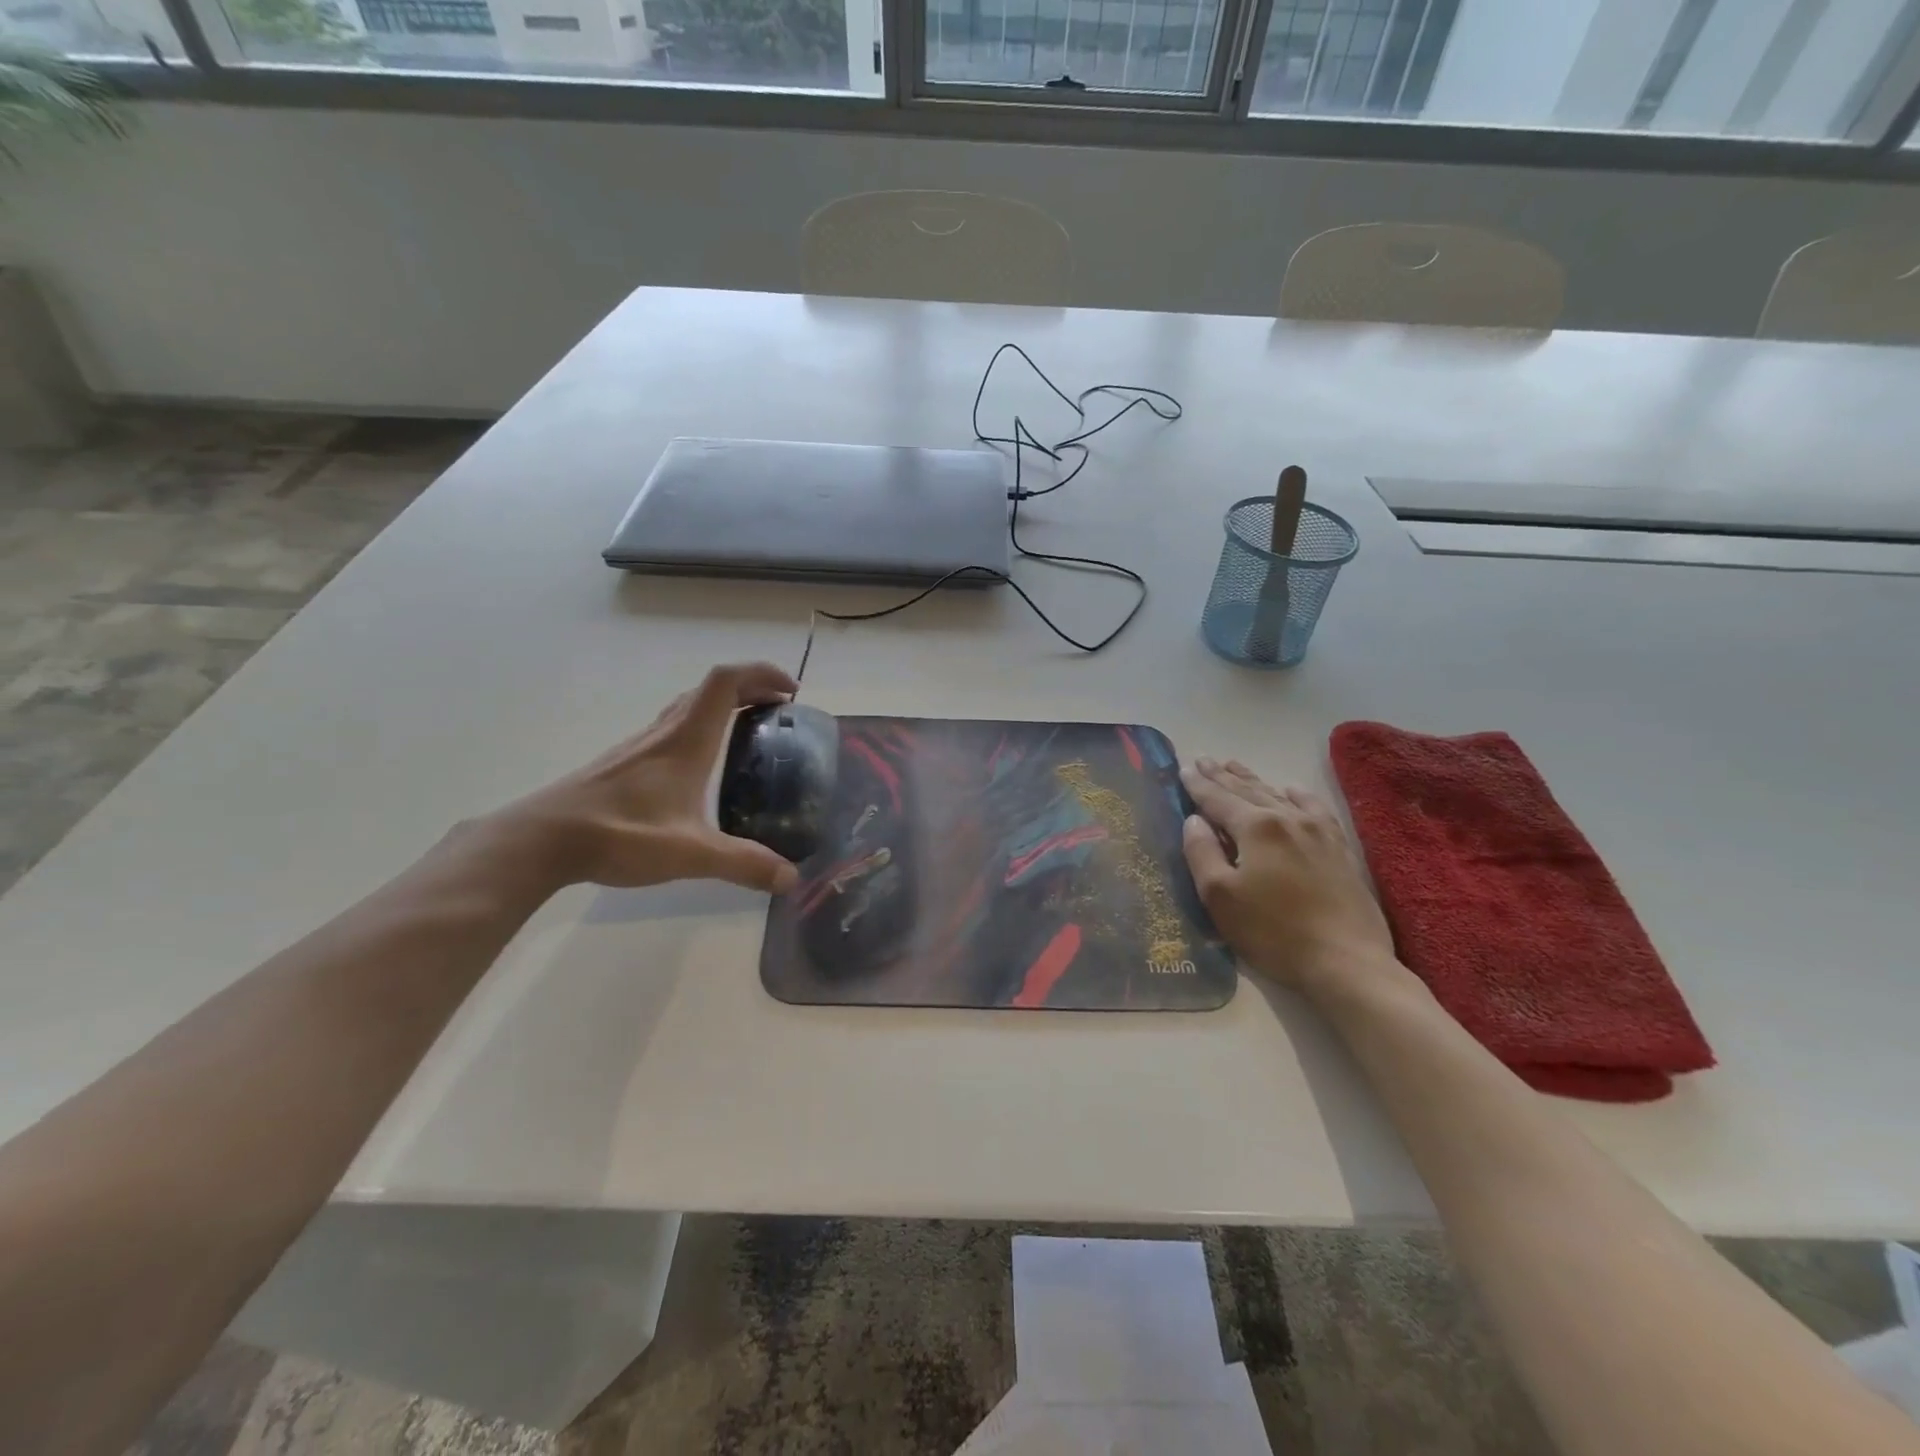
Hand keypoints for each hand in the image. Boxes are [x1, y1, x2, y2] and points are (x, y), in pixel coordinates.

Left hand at [486, 662, 801, 894]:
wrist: (543, 839)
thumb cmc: (619, 834)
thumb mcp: (690, 853)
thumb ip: (743, 864)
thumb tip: (790, 879)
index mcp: (686, 741)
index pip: (726, 682)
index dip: (761, 674)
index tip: (790, 691)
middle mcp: (665, 732)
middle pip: (710, 689)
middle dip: (750, 688)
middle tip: (778, 711)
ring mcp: (640, 745)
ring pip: (688, 706)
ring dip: (723, 706)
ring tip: (748, 731)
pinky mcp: (624, 763)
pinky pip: (672, 727)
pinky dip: (700, 727)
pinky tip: (700, 766)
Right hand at [1180, 756, 1396, 995]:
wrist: (1347, 962)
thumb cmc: (1273, 932)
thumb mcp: (1220, 897)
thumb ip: (1202, 853)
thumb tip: (1194, 820)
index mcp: (1256, 828)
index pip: (1217, 799)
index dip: (1197, 785)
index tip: (1182, 768)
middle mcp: (1287, 818)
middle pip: (1247, 790)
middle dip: (1221, 775)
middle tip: (1203, 759)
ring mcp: (1318, 831)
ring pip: (1278, 795)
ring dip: (1252, 780)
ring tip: (1233, 765)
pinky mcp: (1339, 848)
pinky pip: (1314, 808)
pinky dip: (1297, 795)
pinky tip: (1290, 789)